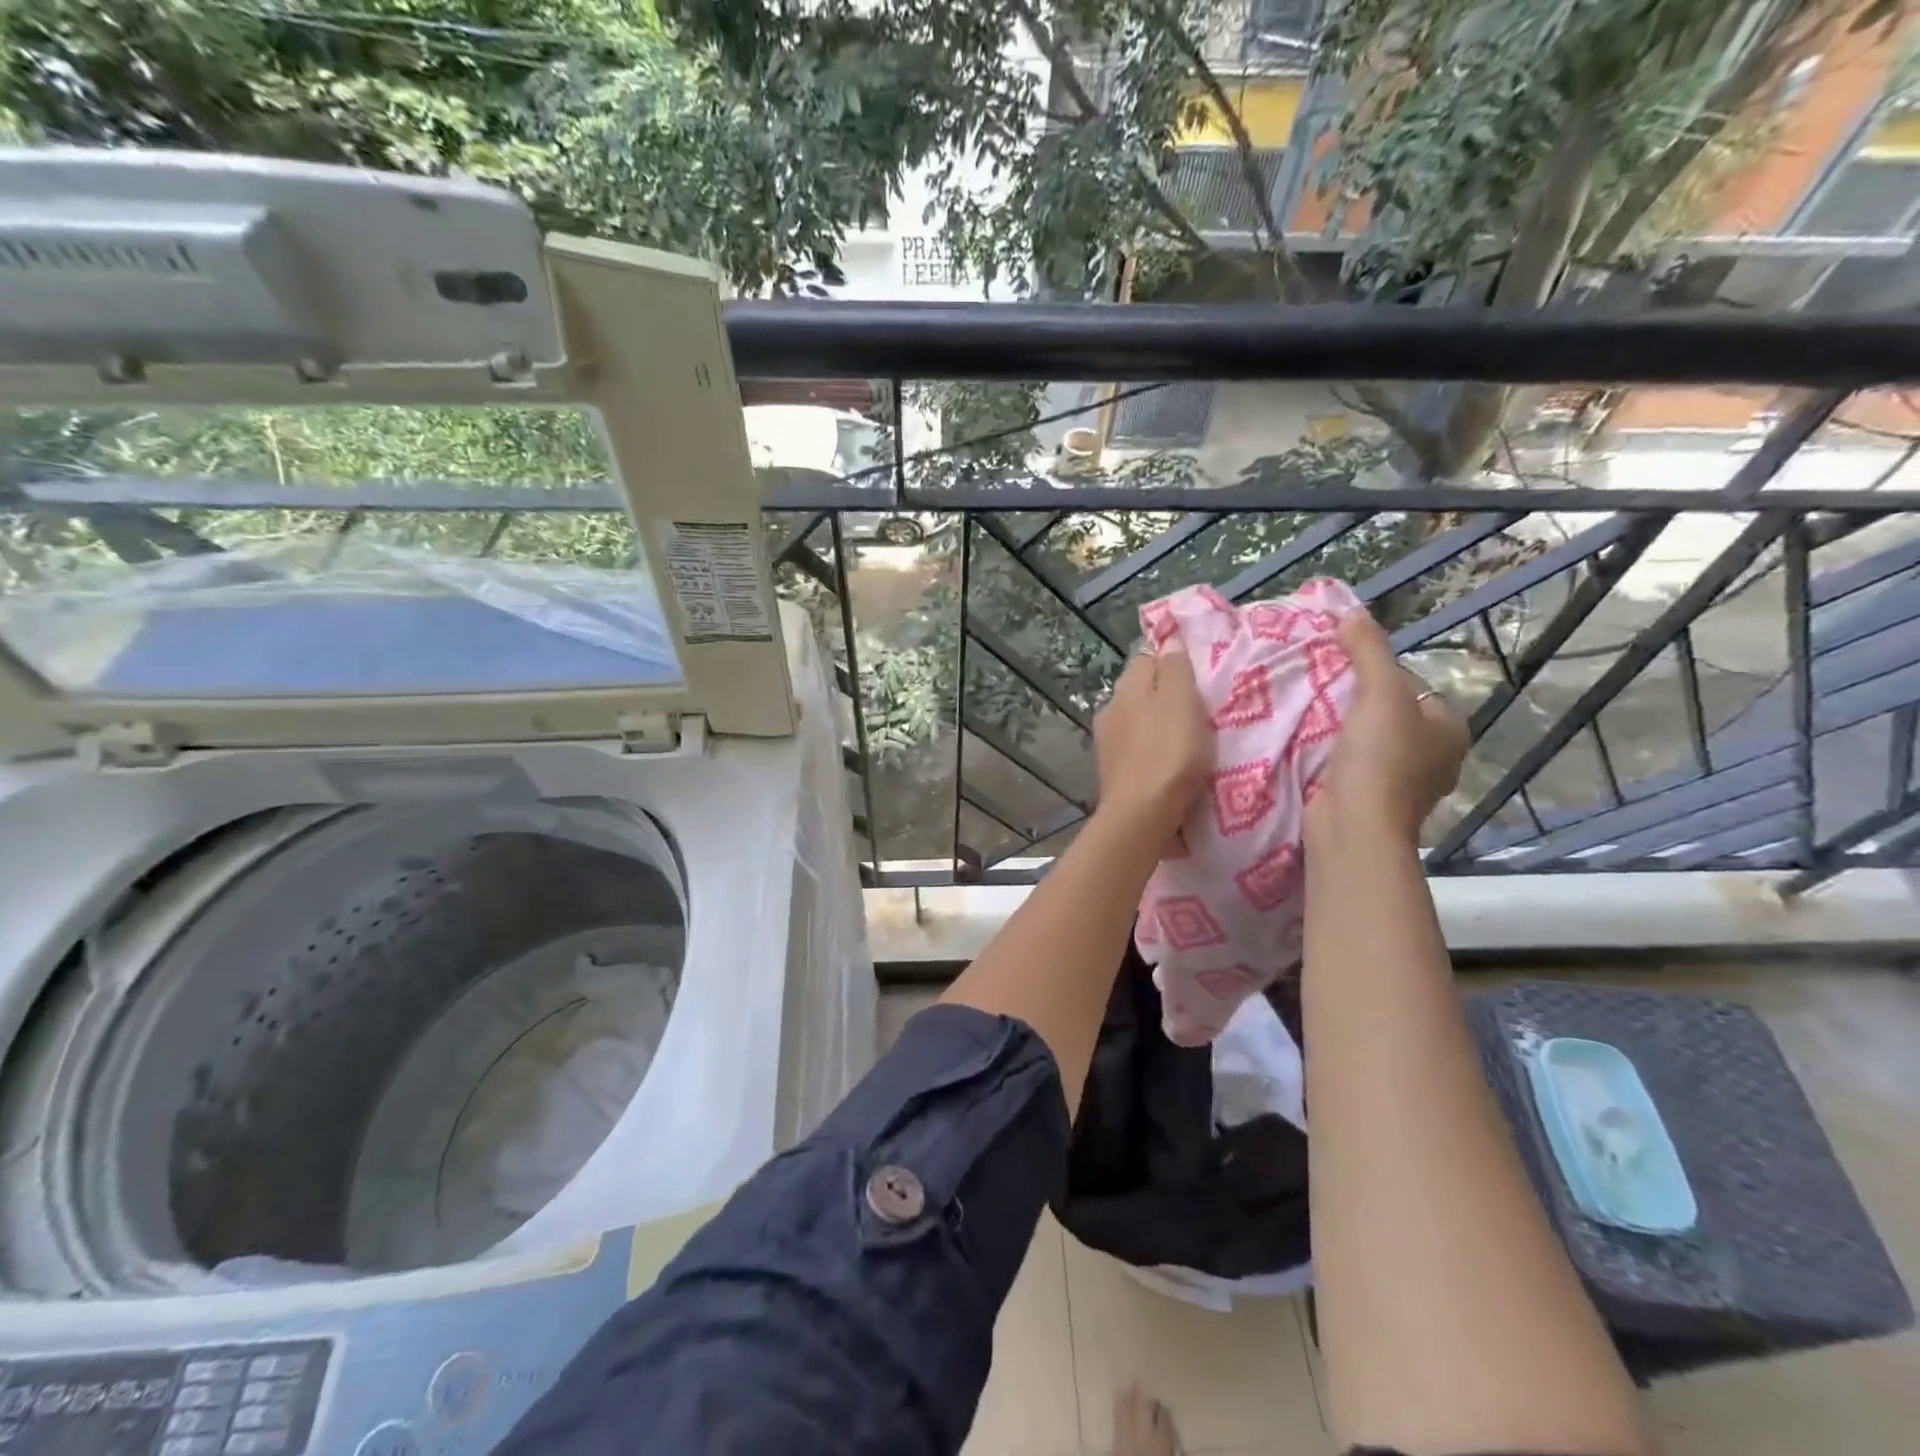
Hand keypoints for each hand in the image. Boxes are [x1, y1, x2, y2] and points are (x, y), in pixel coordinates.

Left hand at [1092, 643, 1212, 849]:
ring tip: (1186, 734)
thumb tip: (1168, 639)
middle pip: (1140, 689)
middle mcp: (1110, 708)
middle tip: (1197, 704)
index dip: (1171, 660)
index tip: (1197, 673)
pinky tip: (1167, 759)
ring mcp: (1108, 741)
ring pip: (1136, 719)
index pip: (1147, 658)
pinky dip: (1151, 747)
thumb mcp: (1181, 700)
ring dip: (1157, 722)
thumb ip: (1175, 668)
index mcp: (1127, 687)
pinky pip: (1136, 746)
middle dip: (1164, 693)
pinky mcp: (1113, 769)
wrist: (1142, 813)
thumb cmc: (1169, 752)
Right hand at [1309, 610, 1467, 843]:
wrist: (1354, 827)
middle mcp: (1433, 758)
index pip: (1412, 686)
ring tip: (1306, 712)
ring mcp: (1401, 784)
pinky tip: (1307, 744)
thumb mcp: (1380, 692)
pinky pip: (1349, 764)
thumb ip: (1368, 650)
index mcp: (1449, 730)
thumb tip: (1352, 613)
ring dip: (1340, 729)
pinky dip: (1331, 754)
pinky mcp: (1369, 801)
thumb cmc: (1379, 759)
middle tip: (1318, 687)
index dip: (1378, 673)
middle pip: (1388, 713)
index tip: (1340, 669)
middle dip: (1356, 701)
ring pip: (1367, 740)